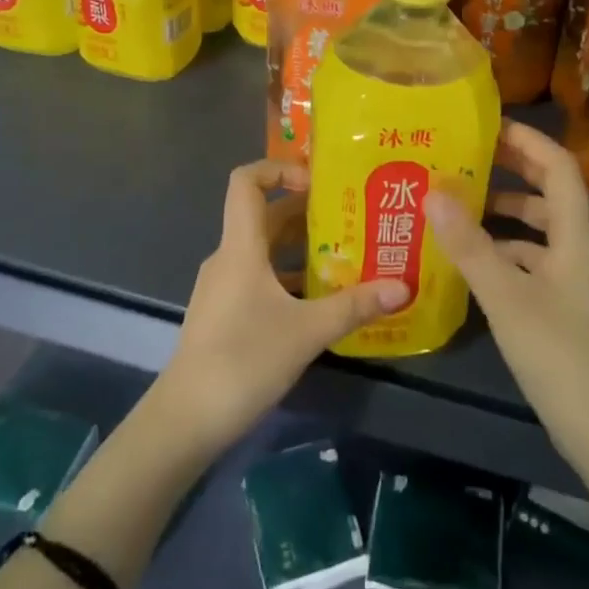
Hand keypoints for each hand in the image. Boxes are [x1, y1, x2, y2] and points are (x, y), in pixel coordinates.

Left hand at [156, 159, 409, 451]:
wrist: (185, 421)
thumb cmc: (243, 360)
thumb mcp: (307, 331)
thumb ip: (355, 305)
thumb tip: (403, 286)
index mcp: (241, 247)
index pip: (247, 181)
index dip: (280, 168)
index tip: (318, 181)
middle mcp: (229, 257)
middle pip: (266, 215)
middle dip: (308, 210)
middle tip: (353, 215)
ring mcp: (224, 287)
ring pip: (266, 250)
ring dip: (303, 246)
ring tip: (348, 253)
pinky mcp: (226, 313)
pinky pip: (261, 277)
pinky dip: (290, 276)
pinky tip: (322, 298)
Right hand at [425, 123, 588, 466]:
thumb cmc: (560, 355)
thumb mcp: (507, 298)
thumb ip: (470, 245)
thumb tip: (433, 191)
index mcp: (576, 234)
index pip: (558, 166)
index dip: (526, 141)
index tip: (486, 126)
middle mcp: (579, 248)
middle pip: (549, 193)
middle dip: (511, 171)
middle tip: (464, 158)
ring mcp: (573, 279)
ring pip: (538, 230)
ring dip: (504, 214)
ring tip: (457, 205)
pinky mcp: (563, 307)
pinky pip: (532, 262)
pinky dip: (504, 252)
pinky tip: (470, 260)